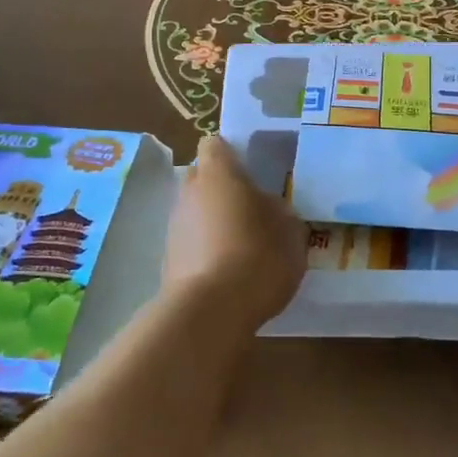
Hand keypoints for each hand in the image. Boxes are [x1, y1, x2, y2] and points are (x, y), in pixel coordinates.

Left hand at [162, 137, 305, 333]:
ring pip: (195, 212)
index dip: (232, 154)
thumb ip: (278, 210)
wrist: (211, 311)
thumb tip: (267, 206)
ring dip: (214, 222)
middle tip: (251, 209)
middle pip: (202, 178)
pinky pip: (191, 243)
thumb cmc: (257, 256)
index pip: (215, 145)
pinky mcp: (168, 260)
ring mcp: (174, 226)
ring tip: (244, 247)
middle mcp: (189, 192)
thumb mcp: (289, 230)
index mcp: (218, 173)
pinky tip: (230, 272)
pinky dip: (207, 250)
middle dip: (222, 188)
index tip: (252, 170)